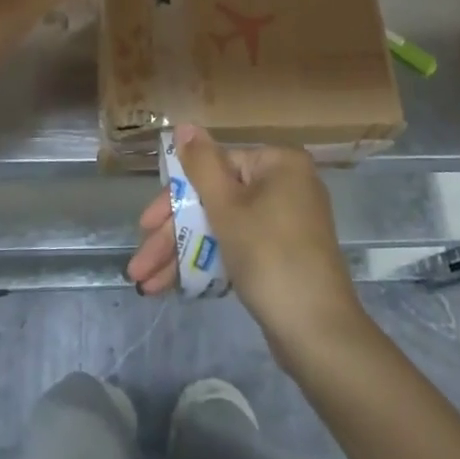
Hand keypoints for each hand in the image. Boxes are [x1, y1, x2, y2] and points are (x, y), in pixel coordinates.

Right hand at [127, 126, 365, 355]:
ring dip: (185, 254)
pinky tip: (176, 286)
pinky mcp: (285, 256)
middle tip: (141, 264)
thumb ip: (202, 165)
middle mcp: (286, 185)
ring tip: (146, 284)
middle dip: (175, 234)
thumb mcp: (227, 208)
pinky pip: (240, 247)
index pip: (216, 166)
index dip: (176, 196)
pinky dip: (211, 262)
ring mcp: (287, 223)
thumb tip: (185, 124)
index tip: (145, 224)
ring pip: (225, 227)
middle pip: (218, 199)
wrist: (319, 333)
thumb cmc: (269, 256)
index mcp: (279, 163)